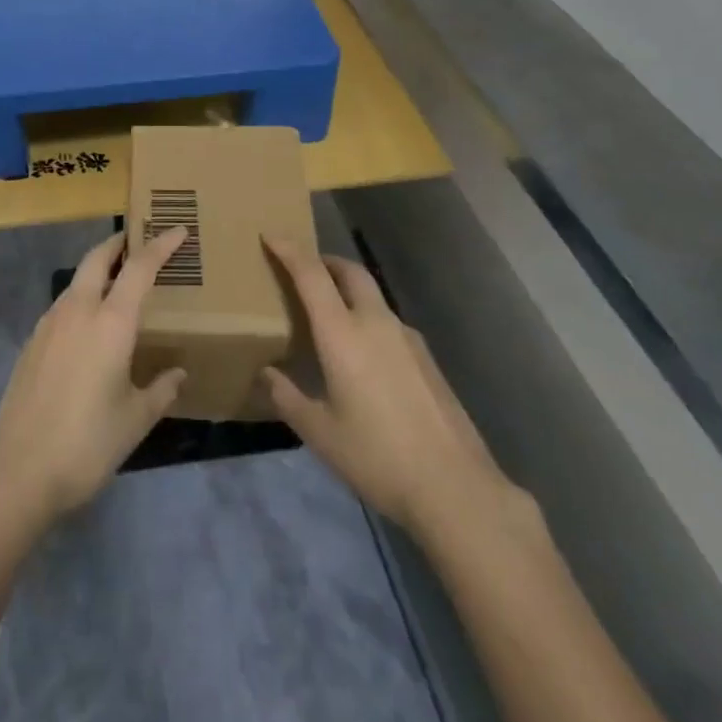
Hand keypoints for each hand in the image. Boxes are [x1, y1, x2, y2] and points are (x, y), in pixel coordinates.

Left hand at [0, 228, 186, 532]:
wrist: (17, 471)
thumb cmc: (86, 444)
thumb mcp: (135, 420)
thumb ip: (160, 390)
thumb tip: (178, 374)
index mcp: (110, 323)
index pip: (139, 268)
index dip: (160, 245)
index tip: (178, 230)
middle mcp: (78, 311)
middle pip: (97, 258)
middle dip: (119, 243)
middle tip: (139, 239)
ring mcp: (49, 324)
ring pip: (77, 280)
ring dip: (98, 270)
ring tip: (119, 282)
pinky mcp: (32, 343)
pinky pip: (63, 305)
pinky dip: (82, 297)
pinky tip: (90, 324)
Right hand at [262, 241, 506, 536]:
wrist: (454, 487)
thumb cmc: (376, 456)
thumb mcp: (319, 432)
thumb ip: (287, 397)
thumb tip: (267, 374)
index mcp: (343, 333)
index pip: (311, 274)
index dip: (289, 249)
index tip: (270, 234)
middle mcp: (376, 323)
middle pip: (349, 271)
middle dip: (323, 261)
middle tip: (301, 269)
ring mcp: (407, 337)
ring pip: (372, 295)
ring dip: (347, 289)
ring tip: (328, 313)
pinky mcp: (426, 357)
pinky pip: (388, 320)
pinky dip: (367, 317)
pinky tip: (362, 353)